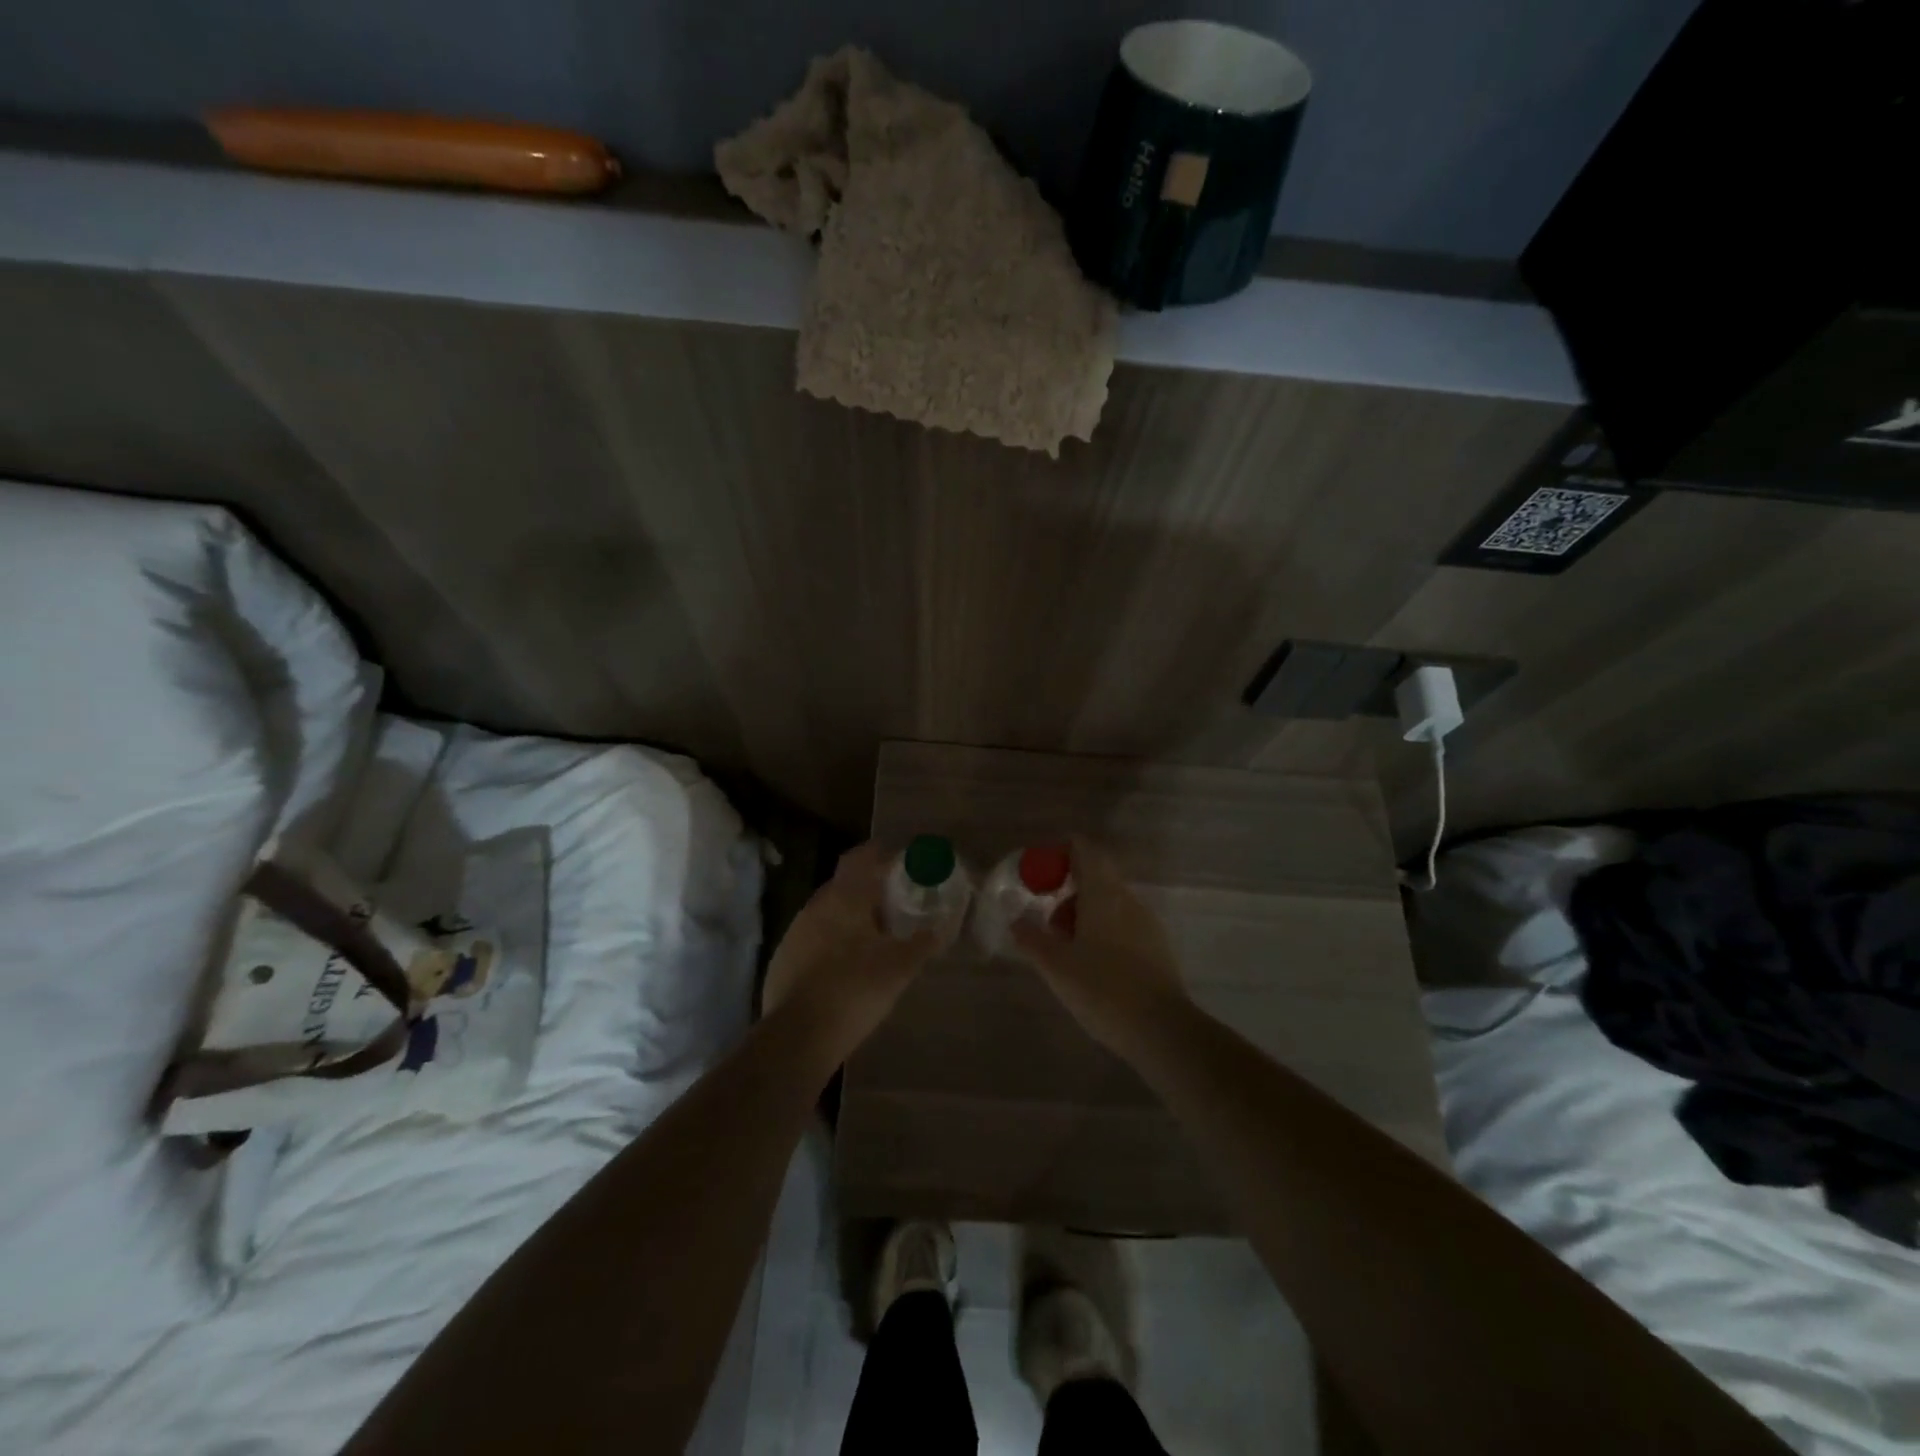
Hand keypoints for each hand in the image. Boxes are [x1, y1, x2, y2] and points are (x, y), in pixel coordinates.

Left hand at [761, 842, 937, 1064]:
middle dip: (868, 886)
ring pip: (828, 911)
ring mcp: (795, 932)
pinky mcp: (784, 958)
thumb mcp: (900, 968)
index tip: (902, 860)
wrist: (798, 1036)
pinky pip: (815, 936)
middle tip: (895, 898)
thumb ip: (923, 943)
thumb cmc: (854, 990)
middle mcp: (816, 906)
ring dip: (850, 914)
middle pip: (844, 883)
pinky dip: (834, 939)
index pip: (861, 857)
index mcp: (843, 898)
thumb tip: (942, 928)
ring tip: (874, 932)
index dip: (882, 854)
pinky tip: (847, 961)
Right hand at [1011, 836, 1188, 1059]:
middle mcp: (1128, 899)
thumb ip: (1031, 937)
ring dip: (1085, 915)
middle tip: (1048, 924)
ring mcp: (1147, 922)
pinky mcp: (1157, 946)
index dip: (1061, 853)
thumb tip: (1016, 920)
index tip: (1040, 873)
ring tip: (1066, 951)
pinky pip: (1124, 924)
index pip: (1084, 850)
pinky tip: (1093, 966)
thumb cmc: (1102, 988)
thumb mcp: (1055, 965)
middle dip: (1068, 893)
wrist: (1161, 1029)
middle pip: (1096, 877)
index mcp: (1103, 893)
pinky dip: (1104, 932)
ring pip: (1110, 903)